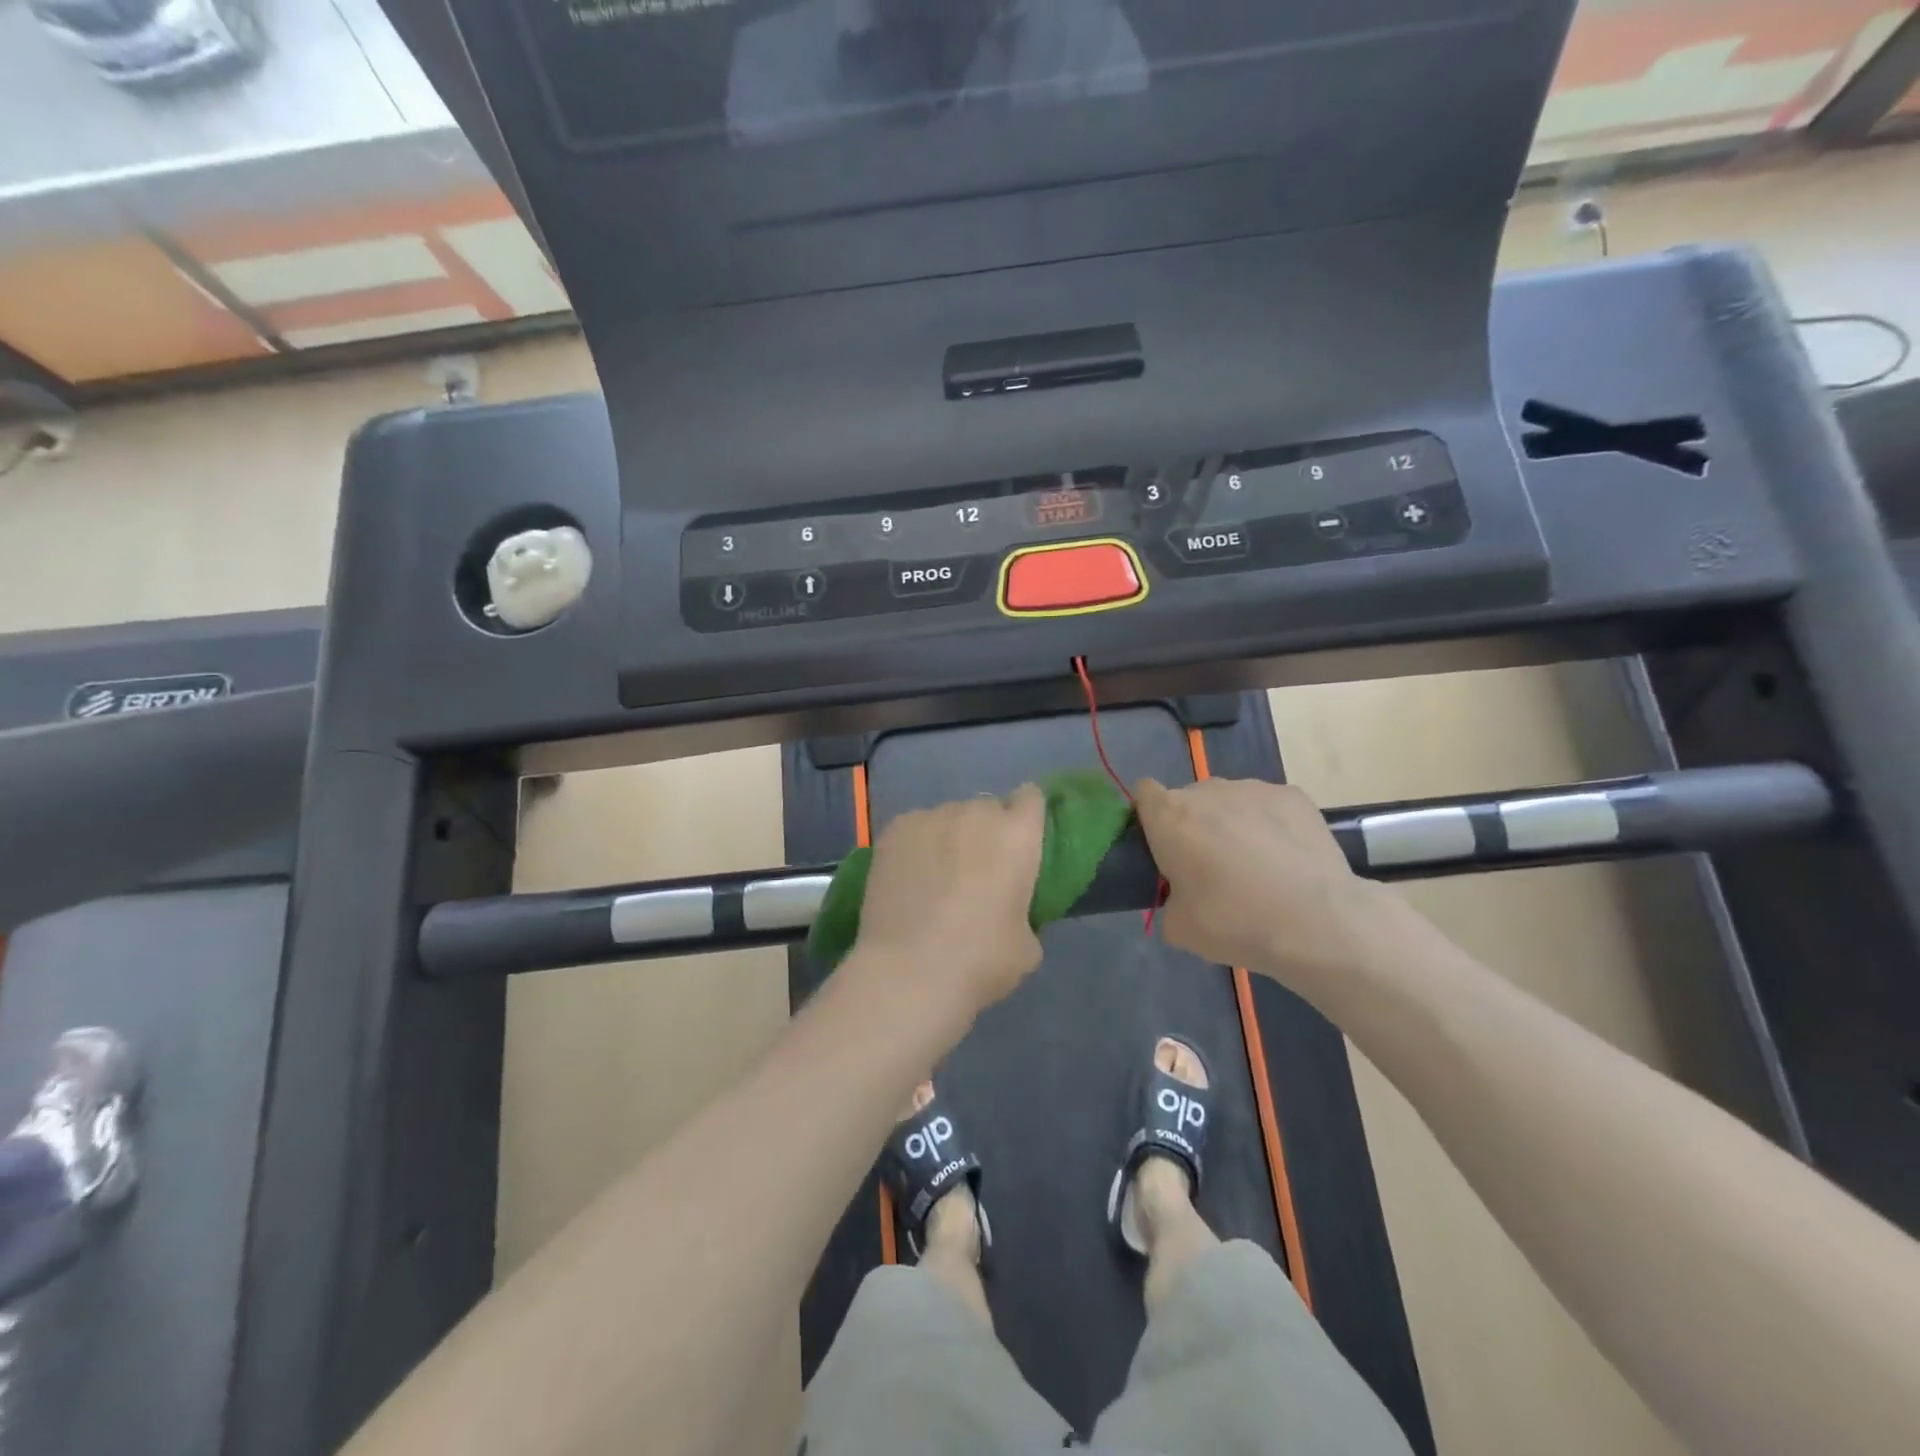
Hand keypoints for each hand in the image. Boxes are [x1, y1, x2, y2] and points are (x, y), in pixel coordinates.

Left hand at [851, 785, 1046, 1024]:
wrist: (909, 972)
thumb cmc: (980, 961)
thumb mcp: (1027, 945)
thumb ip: (1025, 911)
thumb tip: (1010, 910)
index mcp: (1018, 835)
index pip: (1031, 798)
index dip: (1026, 816)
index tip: (1020, 841)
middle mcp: (977, 813)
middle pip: (988, 808)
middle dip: (986, 831)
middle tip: (978, 870)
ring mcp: (931, 817)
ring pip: (949, 818)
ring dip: (949, 838)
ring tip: (936, 877)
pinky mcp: (895, 829)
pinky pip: (916, 828)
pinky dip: (917, 846)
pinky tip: (908, 878)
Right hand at [1134, 777, 1392, 998]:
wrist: (1317, 922)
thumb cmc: (1235, 922)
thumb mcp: (1179, 928)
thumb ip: (1168, 901)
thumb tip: (1180, 898)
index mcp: (1170, 816)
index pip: (1144, 793)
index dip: (1150, 817)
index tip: (1161, 846)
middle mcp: (1207, 791)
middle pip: (1189, 799)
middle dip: (1194, 826)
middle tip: (1210, 869)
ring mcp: (1253, 788)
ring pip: (1230, 801)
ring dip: (1232, 824)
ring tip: (1256, 866)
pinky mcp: (1293, 796)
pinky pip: (1268, 807)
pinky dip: (1271, 826)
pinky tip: (1287, 860)